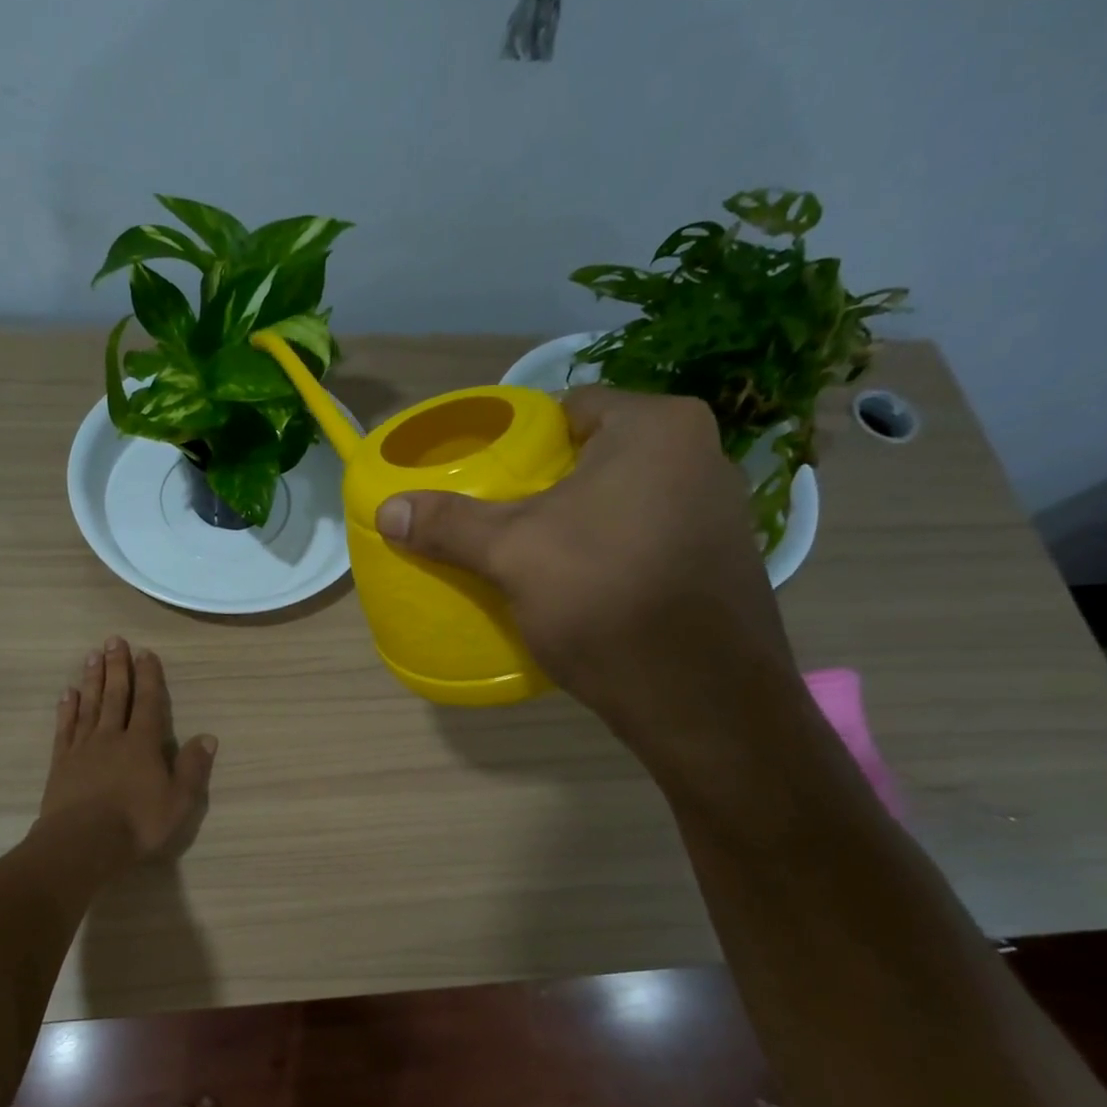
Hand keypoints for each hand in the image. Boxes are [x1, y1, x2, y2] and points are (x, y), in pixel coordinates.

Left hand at [40, 636, 215, 864]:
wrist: (82, 844)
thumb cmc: (136, 824)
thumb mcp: (178, 801)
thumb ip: (192, 768)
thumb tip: (208, 737)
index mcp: (142, 744)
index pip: (147, 702)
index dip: (148, 677)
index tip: (145, 652)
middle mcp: (112, 737)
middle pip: (115, 695)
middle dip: (116, 667)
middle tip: (113, 640)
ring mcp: (83, 748)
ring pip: (89, 706)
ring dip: (92, 680)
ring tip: (92, 656)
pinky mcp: (61, 763)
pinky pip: (65, 729)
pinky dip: (67, 709)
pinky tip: (67, 694)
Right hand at [375, 386, 794, 734]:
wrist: (699, 697)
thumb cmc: (604, 598)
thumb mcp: (513, 555)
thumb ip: (449, 525)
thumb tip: (386, 509)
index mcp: (656, 427)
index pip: (570, 409)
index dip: (522, 443)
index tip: (489, 481)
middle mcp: (700, 454)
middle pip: (595, 457)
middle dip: (548, 488)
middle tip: (502, 524)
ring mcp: (719, 510)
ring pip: (622, 501)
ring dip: (580, 523)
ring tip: (535, 558)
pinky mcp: (719, 561)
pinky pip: (646, 538)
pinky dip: (611, 553)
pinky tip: (584, 589)